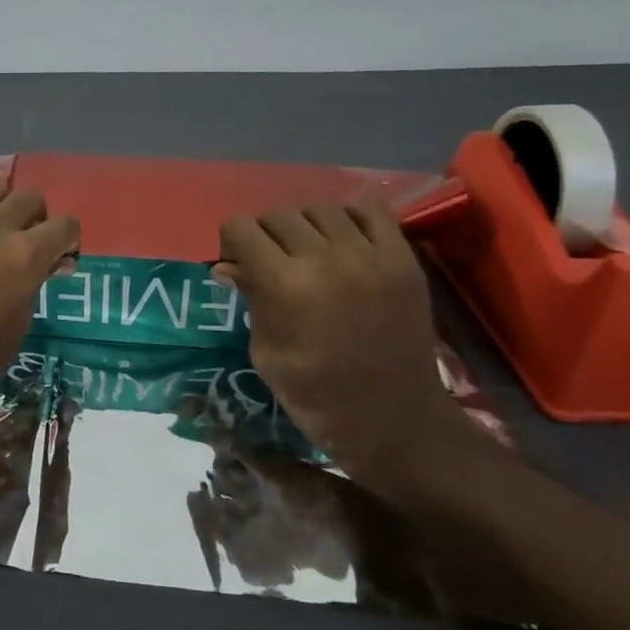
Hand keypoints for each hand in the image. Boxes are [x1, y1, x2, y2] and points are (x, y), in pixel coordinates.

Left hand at [0, 173, 79, 425]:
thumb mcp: (23, 319)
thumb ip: (38, 278)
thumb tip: (54, 259)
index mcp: (24, 257)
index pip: (64, 224)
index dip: (67, 240)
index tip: (59, 253)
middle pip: (30, 197)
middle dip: (37, 218)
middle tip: (26, 241)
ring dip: (1, 204)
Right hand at [215, 202, 472, 499]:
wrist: (394, 420)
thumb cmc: (316, 395)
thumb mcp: (266, 353)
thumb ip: (250, 300)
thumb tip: (226, 266)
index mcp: (285, 285)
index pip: (241, 228)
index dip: (232, 241)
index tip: (237, 262)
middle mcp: (326, 259)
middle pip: (279, 215)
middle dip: (264, 234)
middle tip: (270, 262)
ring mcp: (370, 256)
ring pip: (320, 209)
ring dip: (305, 226)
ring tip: (309, 253)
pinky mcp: (403, 260)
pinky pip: (371, 211)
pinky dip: (350, 218)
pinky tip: (344, 242)